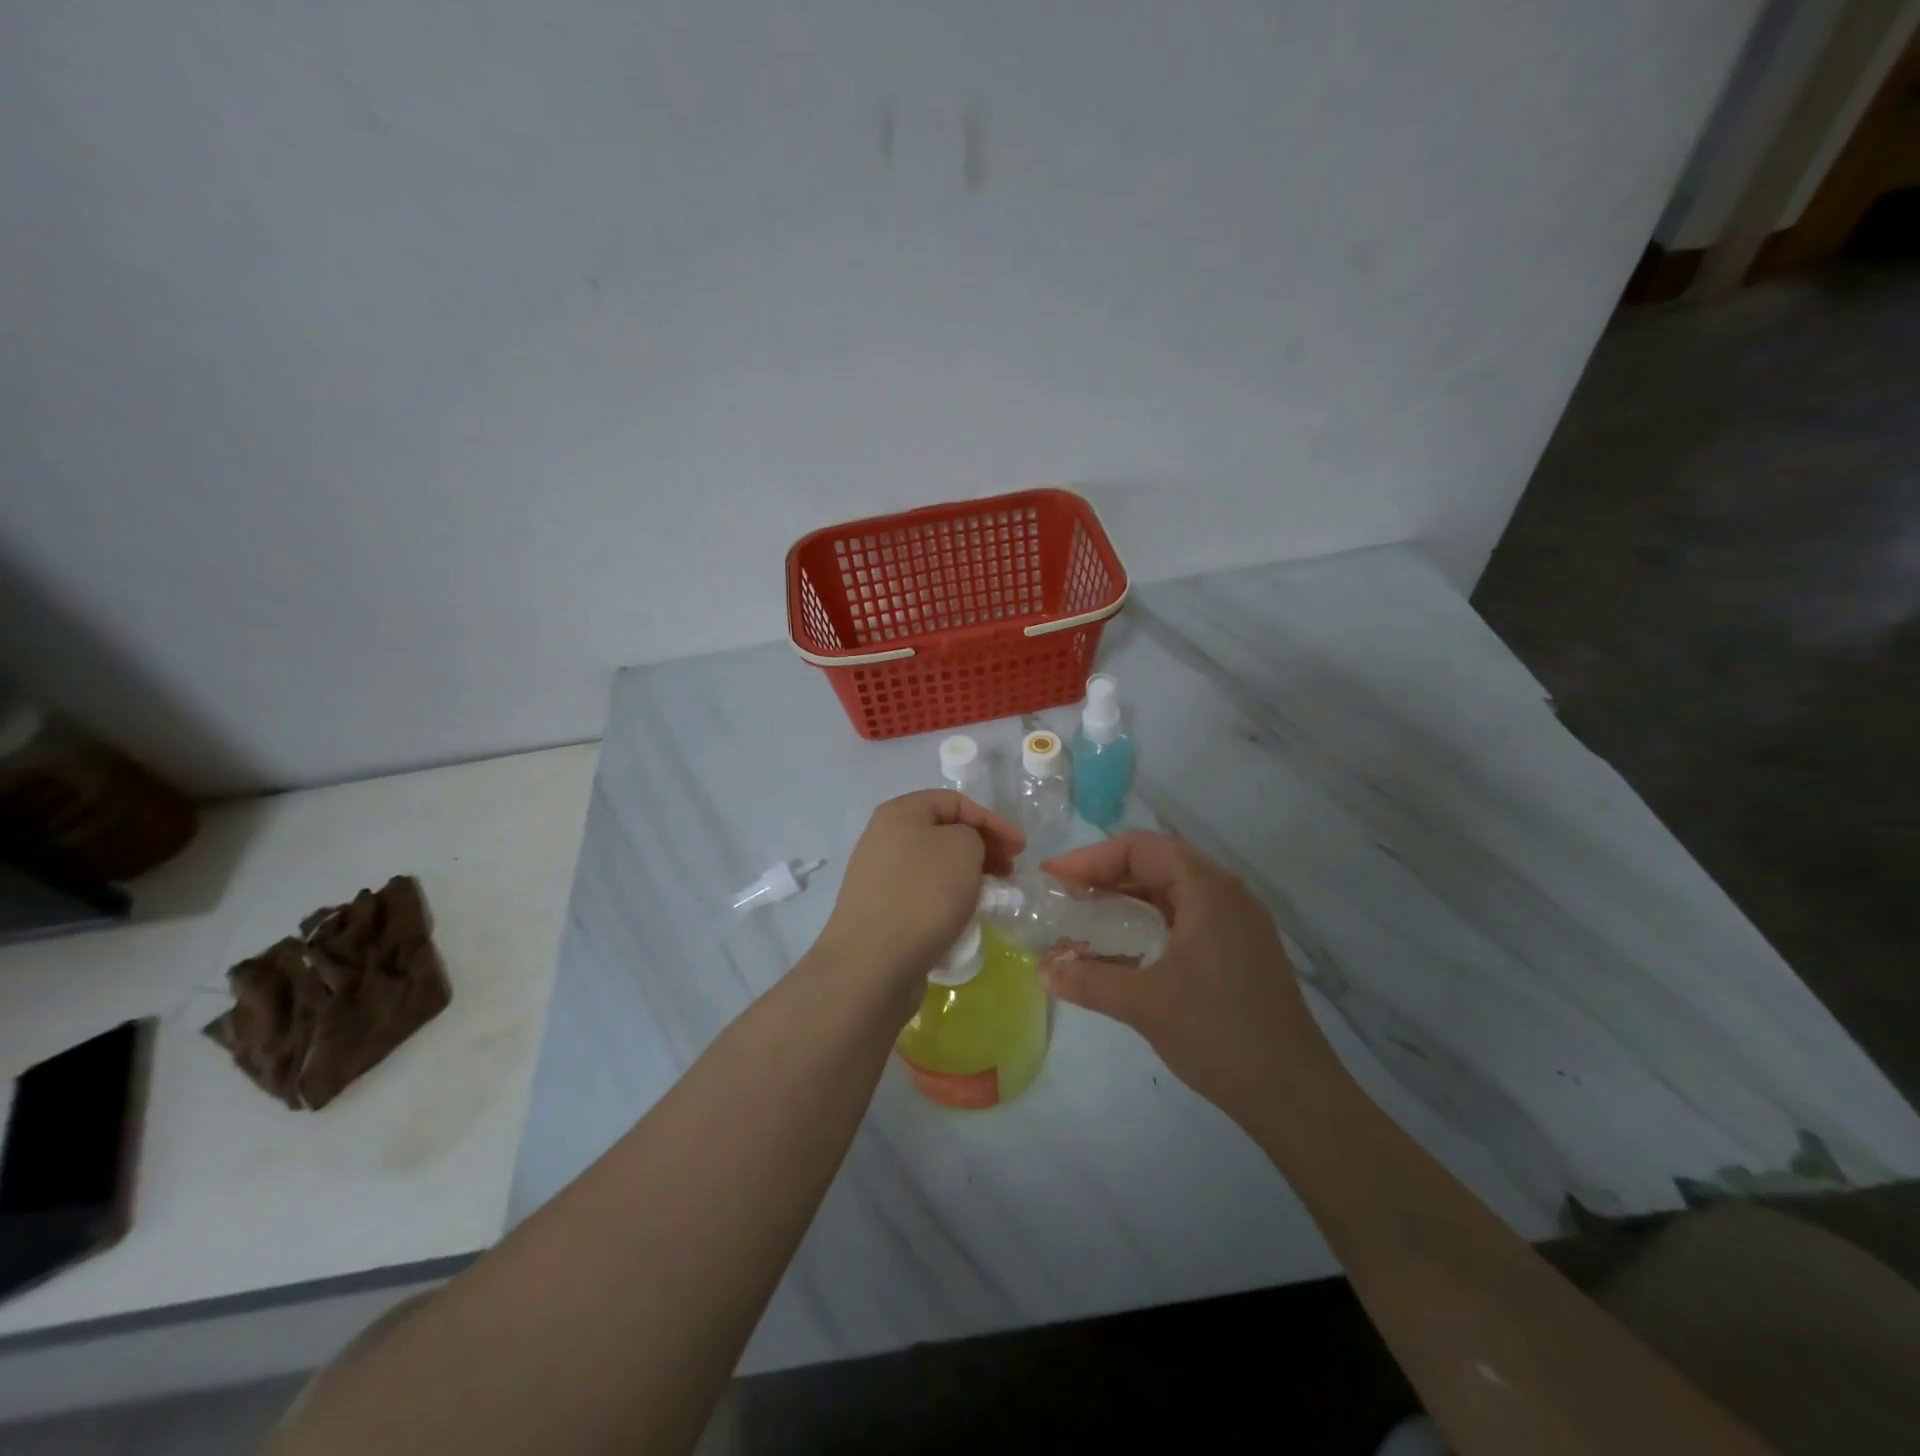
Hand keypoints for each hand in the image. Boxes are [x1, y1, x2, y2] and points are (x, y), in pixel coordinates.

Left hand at [817, 791, 1023, 1007]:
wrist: (873, 963)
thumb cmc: (923, 894)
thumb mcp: (963, 848)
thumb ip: (973, 835)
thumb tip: (963, 851)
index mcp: (899, 813)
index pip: (954, 801)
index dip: (992, 820)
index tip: (1021, 848)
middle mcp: (883, 838)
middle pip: (942, 832)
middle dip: (981, 846)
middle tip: (1009, 870)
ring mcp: (878, 876)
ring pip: (934, 864)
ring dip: (966, 873)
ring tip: (989, 894)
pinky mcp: (880, 910)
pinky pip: (922, 893)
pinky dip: (947, 897)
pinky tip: (962, 915)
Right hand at [1039, 832, 1333, 1117]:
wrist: (1294, 1095)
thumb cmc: (1218, 1034)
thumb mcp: (1144, 1004)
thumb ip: (1088, 981)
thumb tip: (1041, 971)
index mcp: (1208, 890)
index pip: (1141, 848)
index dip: (1091, 858)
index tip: (1054, 878)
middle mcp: (1227, 894)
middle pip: (1158, 862)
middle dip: (1107, 874)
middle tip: (1065, 894)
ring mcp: (1238, 922)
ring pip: (1173, 890)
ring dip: (1128, 897)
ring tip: (1086, 915)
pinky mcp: (1240, 949)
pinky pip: (1187, 915)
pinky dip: (1150, 919)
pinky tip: (1125, 945)